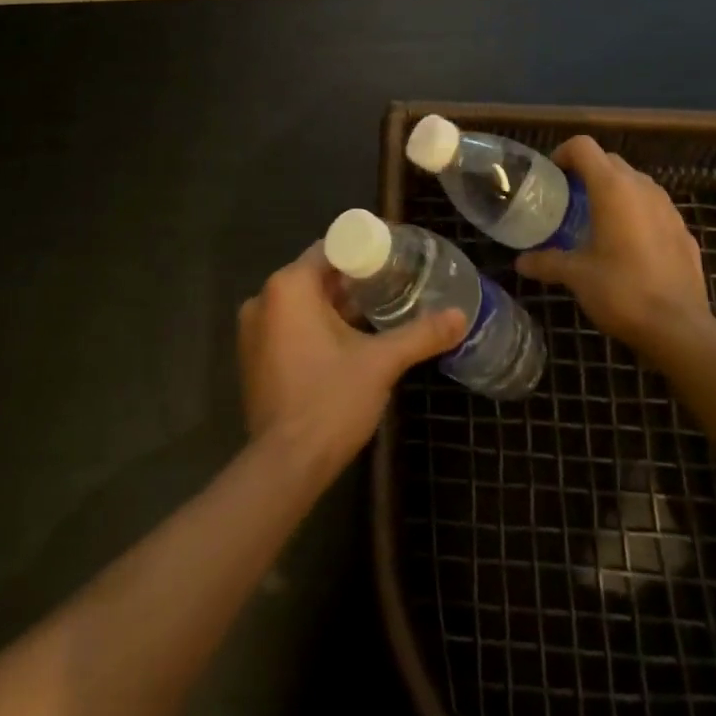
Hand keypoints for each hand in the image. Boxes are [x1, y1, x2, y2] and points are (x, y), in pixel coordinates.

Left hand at [238, 245, 465, 481]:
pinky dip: (315, 325)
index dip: (363, 250)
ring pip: (302, 302)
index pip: (329, 249)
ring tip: (376, 310)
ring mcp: (253, 330)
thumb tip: (461, 316)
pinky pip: (288, 325)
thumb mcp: (381, 363)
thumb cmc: (330, 400)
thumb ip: (420, 334)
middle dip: (352, 279)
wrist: (285, 467)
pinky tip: (347, 340)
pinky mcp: (253, 357)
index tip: (394, 256)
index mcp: (289, 286)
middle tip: (392, 283)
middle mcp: (264, 299)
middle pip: (315, 275)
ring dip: (335, 304)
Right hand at [518, 136, 707, 355]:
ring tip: (597, 221)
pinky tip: (629, 246)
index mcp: (612, 188)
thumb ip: (547, 262)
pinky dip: (637, 213)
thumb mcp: (576, 276)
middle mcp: (642, 188)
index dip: (562, 153)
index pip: (583, 146)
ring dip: (615, 191)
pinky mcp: (684, 231)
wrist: (680, 328)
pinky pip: (654, 208)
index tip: (551, 177)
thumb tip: (520, 262)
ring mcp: (668, 208)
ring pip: (635, 183)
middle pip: (609, 160)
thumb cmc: (621, 291)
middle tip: (568, 200)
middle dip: (587, 172)